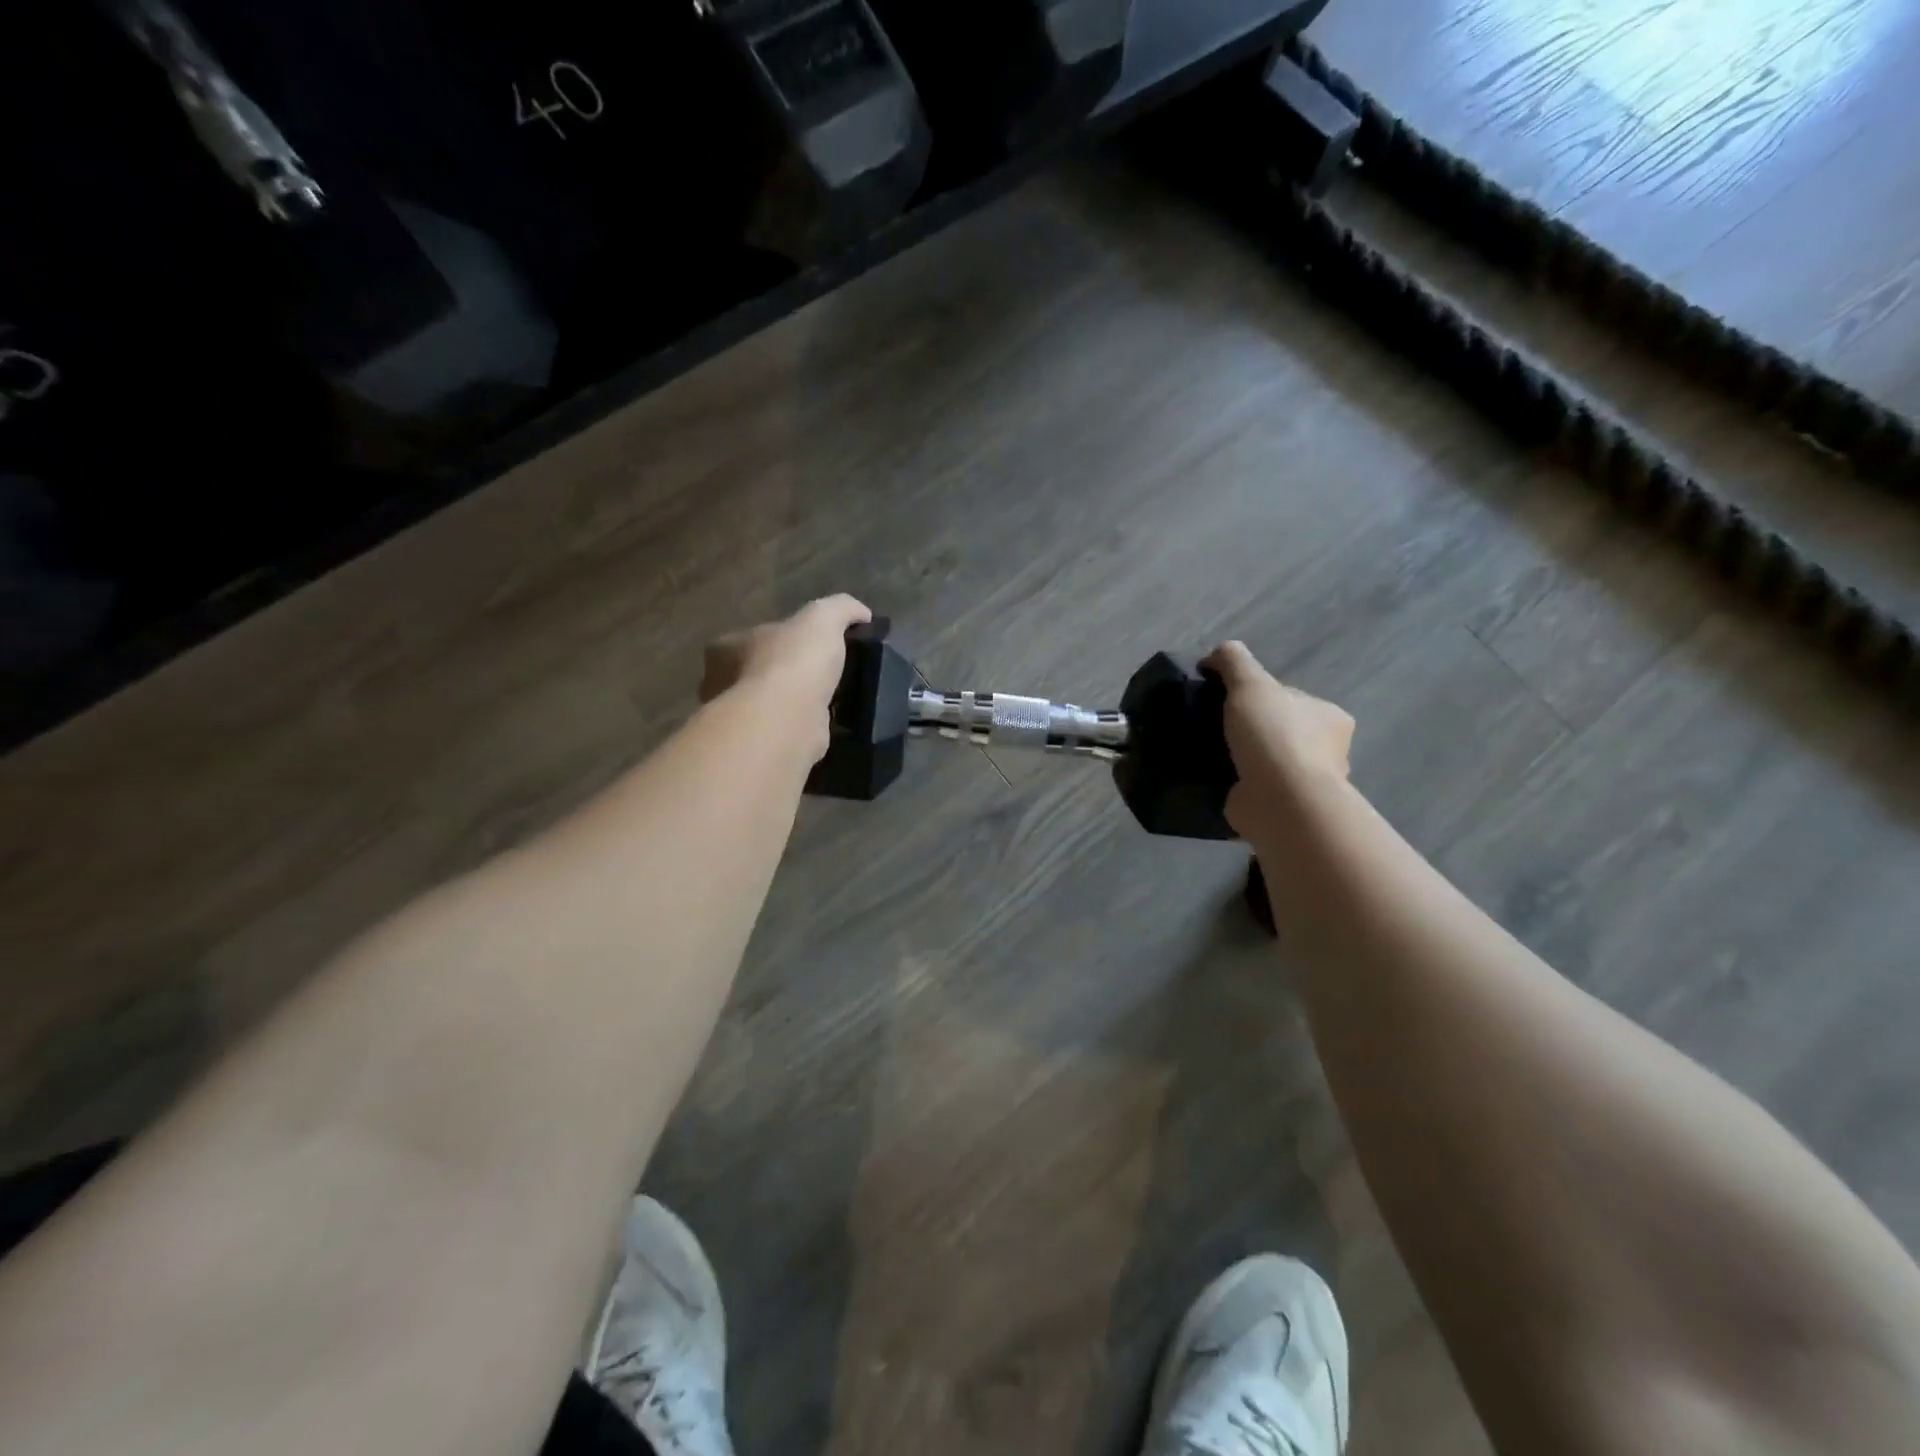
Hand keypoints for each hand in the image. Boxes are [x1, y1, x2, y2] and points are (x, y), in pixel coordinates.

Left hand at [702, 596, 871, 753]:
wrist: (787, 719)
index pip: (749, 638)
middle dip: (783, 674)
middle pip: (756, 673)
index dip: (778, 639)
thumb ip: (841, 609)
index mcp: (725, 649)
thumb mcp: (822, 617)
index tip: (807, 646)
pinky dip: (801, 728)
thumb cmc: (792, 661)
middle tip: (820, 675)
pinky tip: (826, 726)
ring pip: (769, 706)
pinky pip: (783, 731)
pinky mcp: (759, 747)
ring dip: (793, 704)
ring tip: (829, 702)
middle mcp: (722, 685)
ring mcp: (739, 719)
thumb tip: (862, 614)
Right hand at [1201, 641, 1354, 839]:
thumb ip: (1233, 661)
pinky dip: (1239, 788)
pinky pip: (1258, 792)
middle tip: (1215, 731)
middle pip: (1281, 732)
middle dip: (1253, 732)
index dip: (1259, 698)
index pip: (1291, 699)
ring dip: (1245, 763)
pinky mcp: (1286, 810)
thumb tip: (1215, 656)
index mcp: (1330, 718)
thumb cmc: (1274, 736)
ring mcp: (1307, 785)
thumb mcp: (1249, 683)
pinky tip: (1216, 783)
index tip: (1228, 703)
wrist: (1279, 800)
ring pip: (1270, 765)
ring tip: (1209, 757)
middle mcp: (1328, 752)